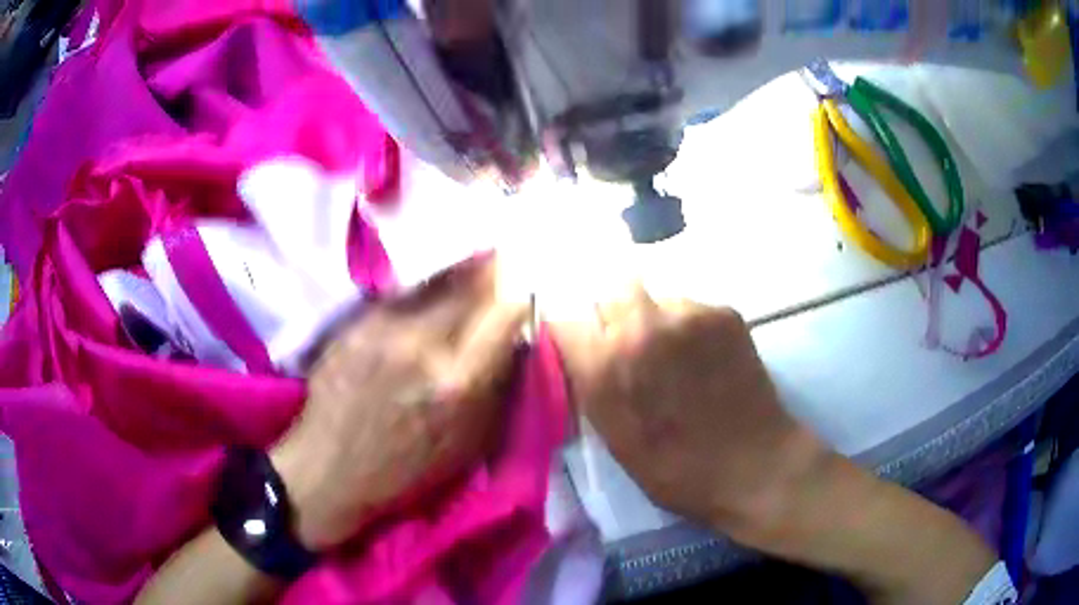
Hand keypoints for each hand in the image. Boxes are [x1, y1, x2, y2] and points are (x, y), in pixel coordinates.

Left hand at [271, 256, 526, 550]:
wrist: (330, 470)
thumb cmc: (404, 470)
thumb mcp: (467, 447)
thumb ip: (497, 394)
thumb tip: (516, 347)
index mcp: (457, 384)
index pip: (503, 315)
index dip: (518, 298)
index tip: (522, 291)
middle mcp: (422, 345)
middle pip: (468, 287)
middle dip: (489, 272)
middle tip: (498, 261)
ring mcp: (383, 329)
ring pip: (432, 282)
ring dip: (457, 271)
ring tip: (468, 262)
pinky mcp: (355, 323)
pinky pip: (400, 294)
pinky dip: (421, 287)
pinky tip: (424, 287)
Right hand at [550, 288, 823, 540]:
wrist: (751, 466)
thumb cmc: (674, 470)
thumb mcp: (613, 437)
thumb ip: (589, 384)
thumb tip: (578, 350)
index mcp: (604, 366)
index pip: (565, 319)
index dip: (574, 334)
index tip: (584, 345)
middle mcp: (640, 328)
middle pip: (610, 293)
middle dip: (614, 317)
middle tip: (634, 348)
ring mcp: (686, 314)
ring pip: (654, 297)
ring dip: (654, 318)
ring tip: (675, 354)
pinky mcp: (722, 312)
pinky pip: (690, 306)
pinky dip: (689, 326)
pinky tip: (705, 357)